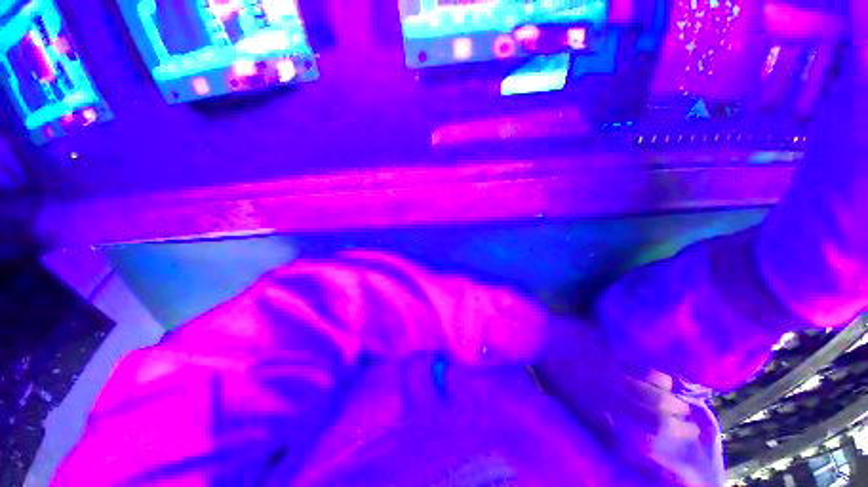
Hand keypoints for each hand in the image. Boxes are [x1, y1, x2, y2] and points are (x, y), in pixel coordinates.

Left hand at [533, 319, 709, 484]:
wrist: (538, 337)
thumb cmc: (548, 371)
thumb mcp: (564, 402)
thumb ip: (588, 418)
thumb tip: (611, 432)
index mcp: (592, 412)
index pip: (628, 446)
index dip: (654, 465)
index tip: (680, 475)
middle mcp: (608, 397)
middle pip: (651, 419)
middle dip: (675, 427)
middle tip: (690, 430)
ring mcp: (611, 372)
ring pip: (651, 393)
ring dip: (670, 403)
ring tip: (682, 407)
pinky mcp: (611, 351)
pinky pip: (640, 366)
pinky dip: (656, 375)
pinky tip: (666, 380)